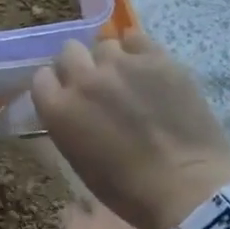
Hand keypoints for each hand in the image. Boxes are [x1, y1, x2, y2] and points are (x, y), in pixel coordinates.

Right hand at [32, 31, 229, 228]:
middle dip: (79, 66)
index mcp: (58, 109)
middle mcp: (84, 79)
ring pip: (104, 45)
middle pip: (69, 51)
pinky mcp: (157, 59)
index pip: (41, 78)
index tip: (67, 97)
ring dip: (110, 61)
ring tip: (128, 79)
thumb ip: (67, 124)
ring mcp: (121, 65)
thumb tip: (71, 108)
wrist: (188, 188)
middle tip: (96, 85)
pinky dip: (138, 51)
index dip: (55, 86)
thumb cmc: (128, 190)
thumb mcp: (79, 161)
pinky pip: (136, 39)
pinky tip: (148, 70)